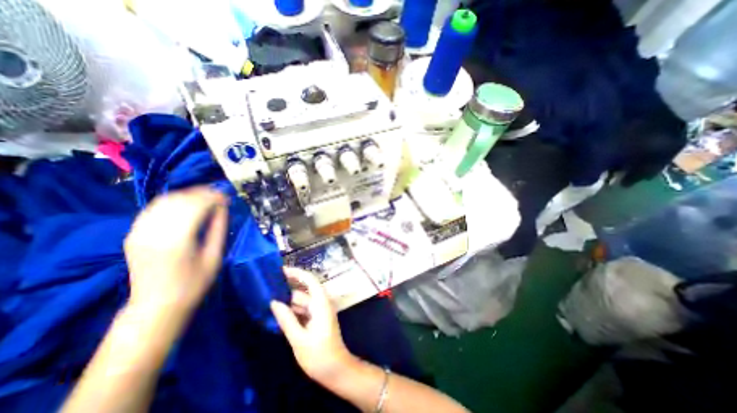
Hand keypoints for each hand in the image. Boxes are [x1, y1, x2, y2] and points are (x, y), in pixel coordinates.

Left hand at [123, 187, 228, 316]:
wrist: (157, 306)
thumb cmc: (194, 283)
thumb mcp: (214, 256)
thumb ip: (219, 229)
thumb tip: (223, 207)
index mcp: (176, 240)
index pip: (195, 206)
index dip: (213, 198)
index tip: (227, 196)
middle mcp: (153, 232)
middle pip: (179, 201)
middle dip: (201, 193)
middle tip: (219, 194)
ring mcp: (139, 232)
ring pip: (164, 201)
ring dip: (187, 194)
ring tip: (205, 196)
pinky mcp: (133, 234)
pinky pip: (153, 209)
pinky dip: (172, 202)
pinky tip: (186, 204)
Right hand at [270, 268, 355, 384]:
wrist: (335, 369)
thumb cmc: (319, 354)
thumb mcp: (299, 338)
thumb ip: (286, 319)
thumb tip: (274, 302)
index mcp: (321, 303)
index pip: (310, 280)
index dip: (297, 273)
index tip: (281, 271)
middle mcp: (321, 303)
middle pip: (304, 290)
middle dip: (288, 288)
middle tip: (269, 288)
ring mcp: (319, 311)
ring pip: (303, 301)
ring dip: (289, 301)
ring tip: (270, 300)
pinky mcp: (317, 319)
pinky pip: (303, 310)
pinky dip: (293, 310)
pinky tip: (279, 314)